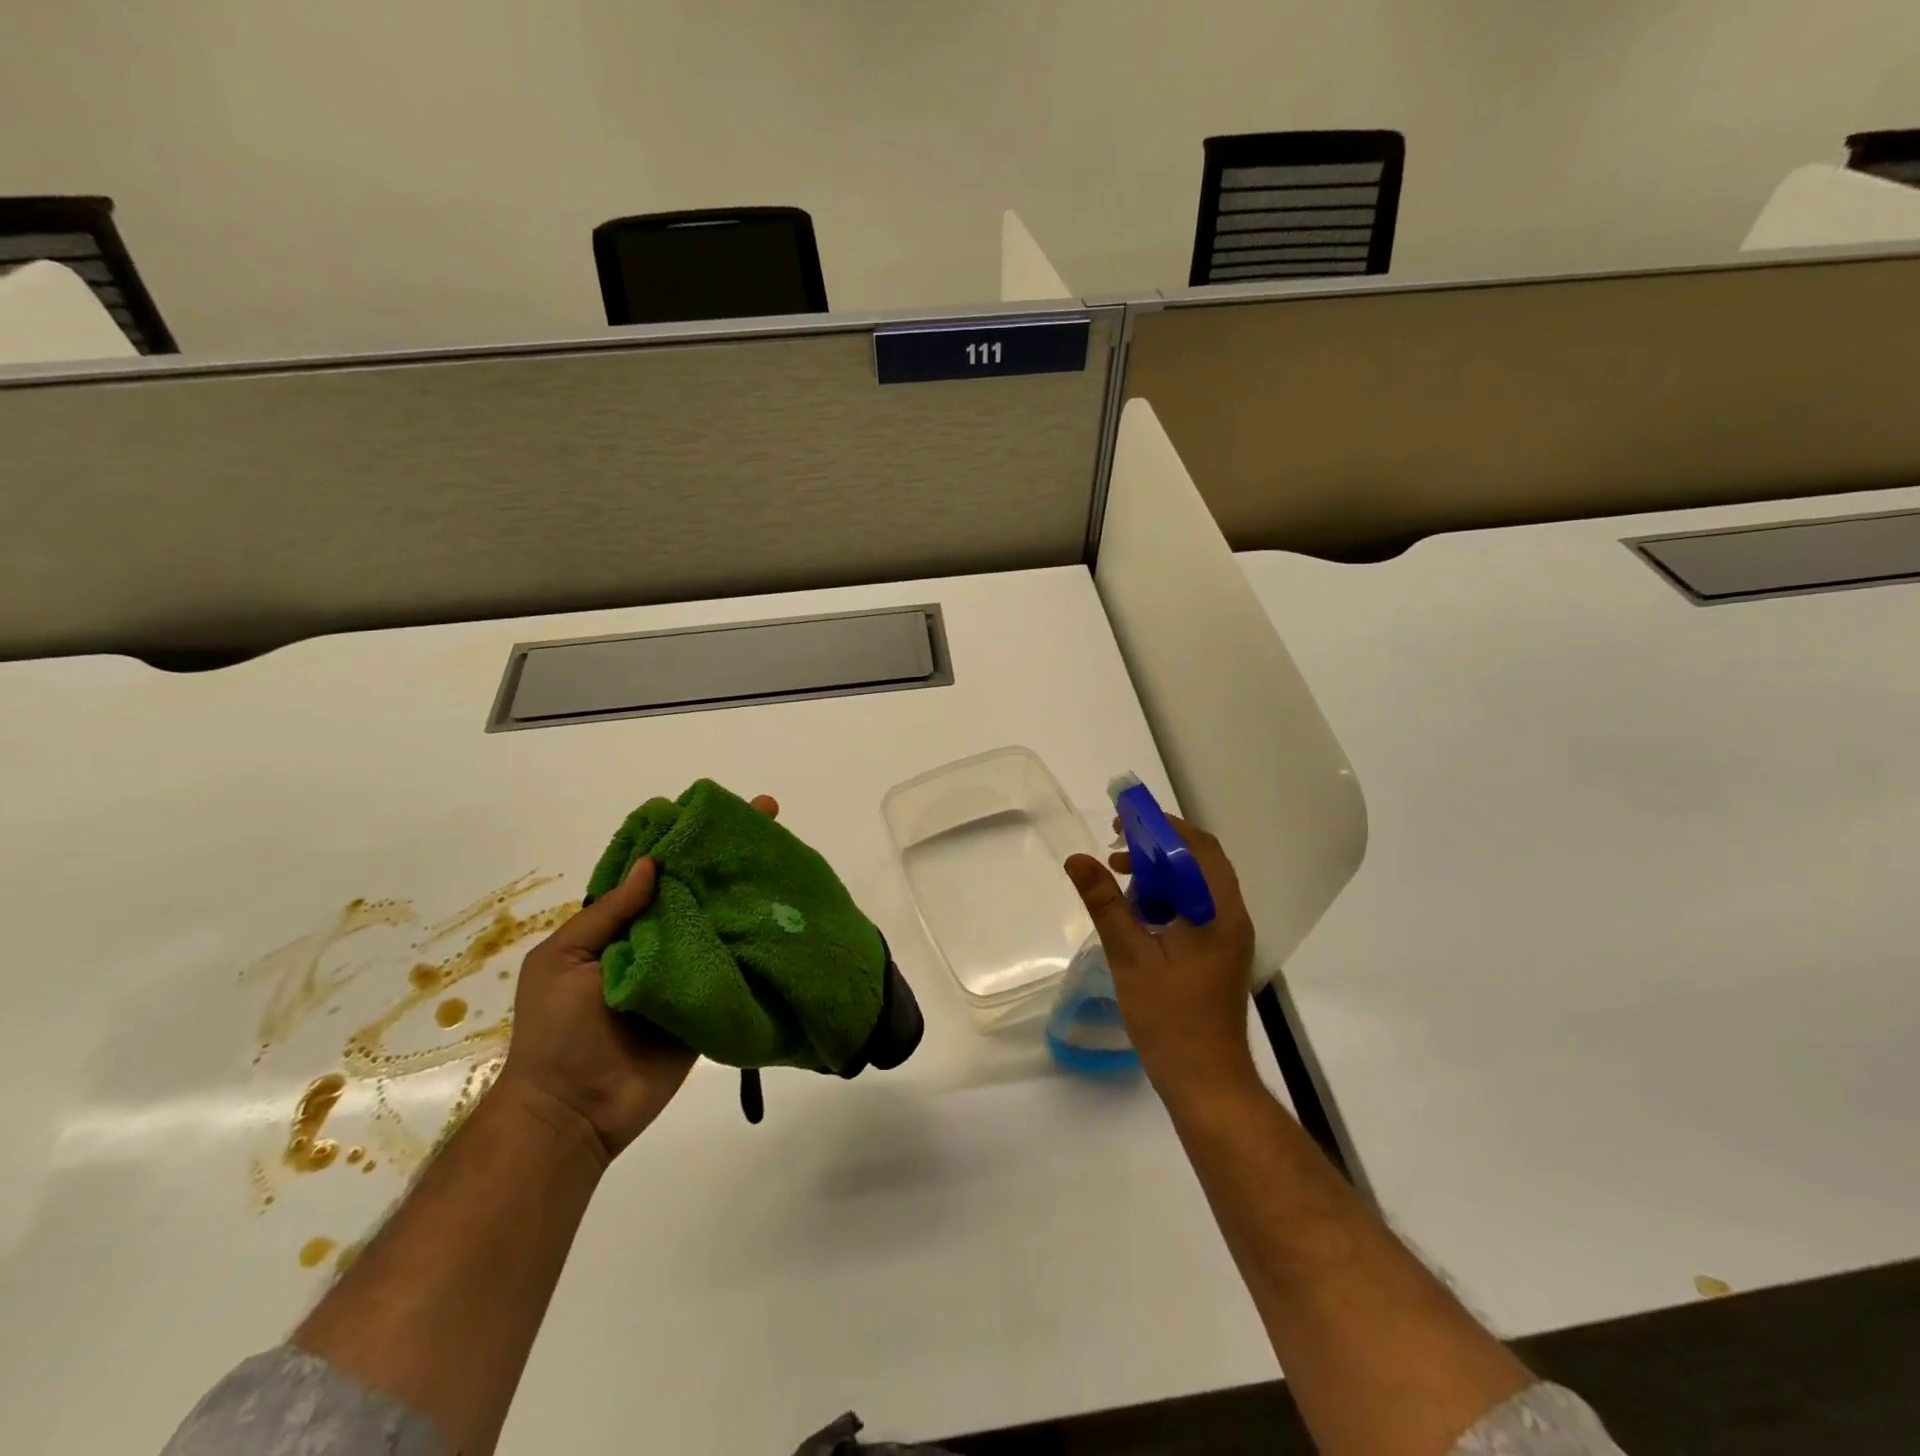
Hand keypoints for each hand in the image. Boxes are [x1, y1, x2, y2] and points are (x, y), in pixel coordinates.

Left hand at [496, 794, 780, 1159]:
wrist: (575, 1112)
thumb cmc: (557, 1031)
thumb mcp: (562, 961)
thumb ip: (608, 914)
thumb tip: (653, 864)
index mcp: (621, 925)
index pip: (658, 869)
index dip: (684, 838)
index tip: (716, 809)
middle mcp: (660, 938)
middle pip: (699, 888)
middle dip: (731, 854)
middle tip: (771, 816)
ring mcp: (689, 969)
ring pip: (722, 921)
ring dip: (752, 891)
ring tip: (788, 857)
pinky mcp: (712, 999)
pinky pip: (736, 966)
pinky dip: (758, 942)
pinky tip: (787, 915)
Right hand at [1063, 815, 1259, 1109]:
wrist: (1206, 1081)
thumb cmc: (1170, 1017)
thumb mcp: (1130, 955)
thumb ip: (1105, 902)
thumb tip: (1077, 858)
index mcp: (1217, 909)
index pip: (1195, 846)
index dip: (1160, 826)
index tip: (1121, 821)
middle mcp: (1230, 915)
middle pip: (1198, 860)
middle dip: (1157, 846)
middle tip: (1116, 846)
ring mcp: (1226, 935)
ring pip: (1195, 884)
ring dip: (1160, 872)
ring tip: (1120, 879)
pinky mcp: (1217, 952)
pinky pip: (1194, 907)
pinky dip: (1166, 897)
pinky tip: (1137, 913)